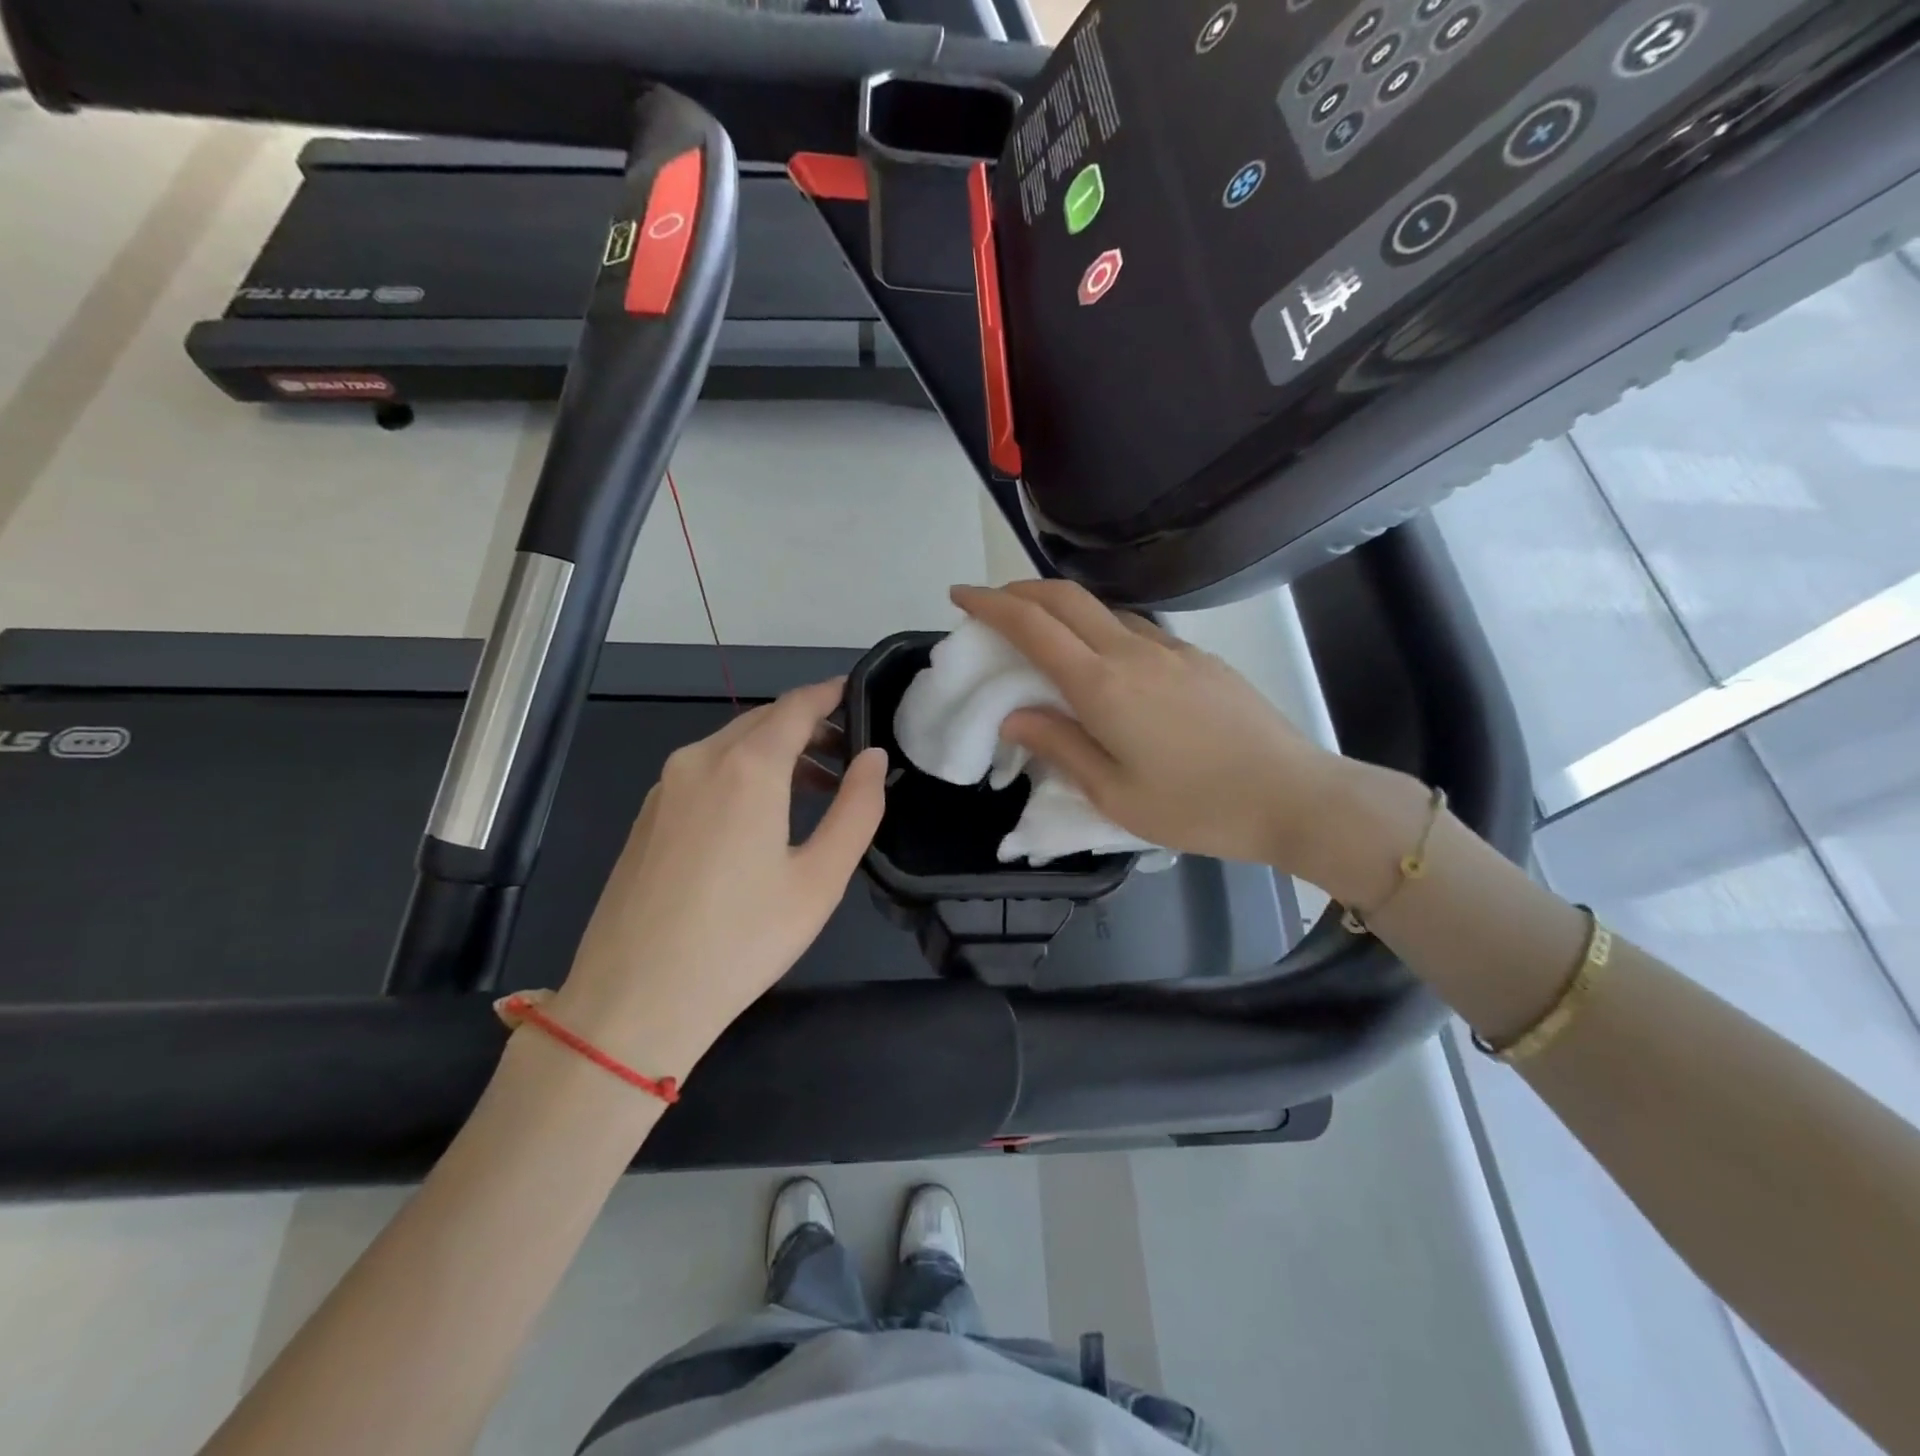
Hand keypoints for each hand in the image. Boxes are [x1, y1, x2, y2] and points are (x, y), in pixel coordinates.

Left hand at [552, 680, 886, 1076]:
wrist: (634, 1001)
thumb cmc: (742, 940)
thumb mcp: (820, 879)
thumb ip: (857, 809)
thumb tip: (873, 758)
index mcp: (746, 767)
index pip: (796, 706)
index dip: (831, 695)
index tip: (859, 697)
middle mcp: (700, 760)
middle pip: (763, 720)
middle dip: (809, 727)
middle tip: (849, 756)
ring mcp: (666, 787)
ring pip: (731, 745)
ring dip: (776, 752)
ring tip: (815, 789)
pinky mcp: (648, 815)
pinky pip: (704, 771)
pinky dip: (742, 772)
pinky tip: (760, 816)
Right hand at [952, 582, 1348, 877]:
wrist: (1293, 796)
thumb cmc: (1196, 807)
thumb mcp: (1114, 793)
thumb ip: (1060, 746)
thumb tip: (1014, 715)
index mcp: (1103, 685)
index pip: (1033, 626)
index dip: (990, 604)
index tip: (959, 596)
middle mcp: (1133, 652)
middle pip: (1065, 597)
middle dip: (1019, 590)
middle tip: (991, 604)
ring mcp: (1170, 649)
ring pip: (1102, 609)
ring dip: (1061, 606)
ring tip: (1040, 632)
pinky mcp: (1197, 658)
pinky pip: (1134, 628)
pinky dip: (1099, 627)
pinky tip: (1101, 659)